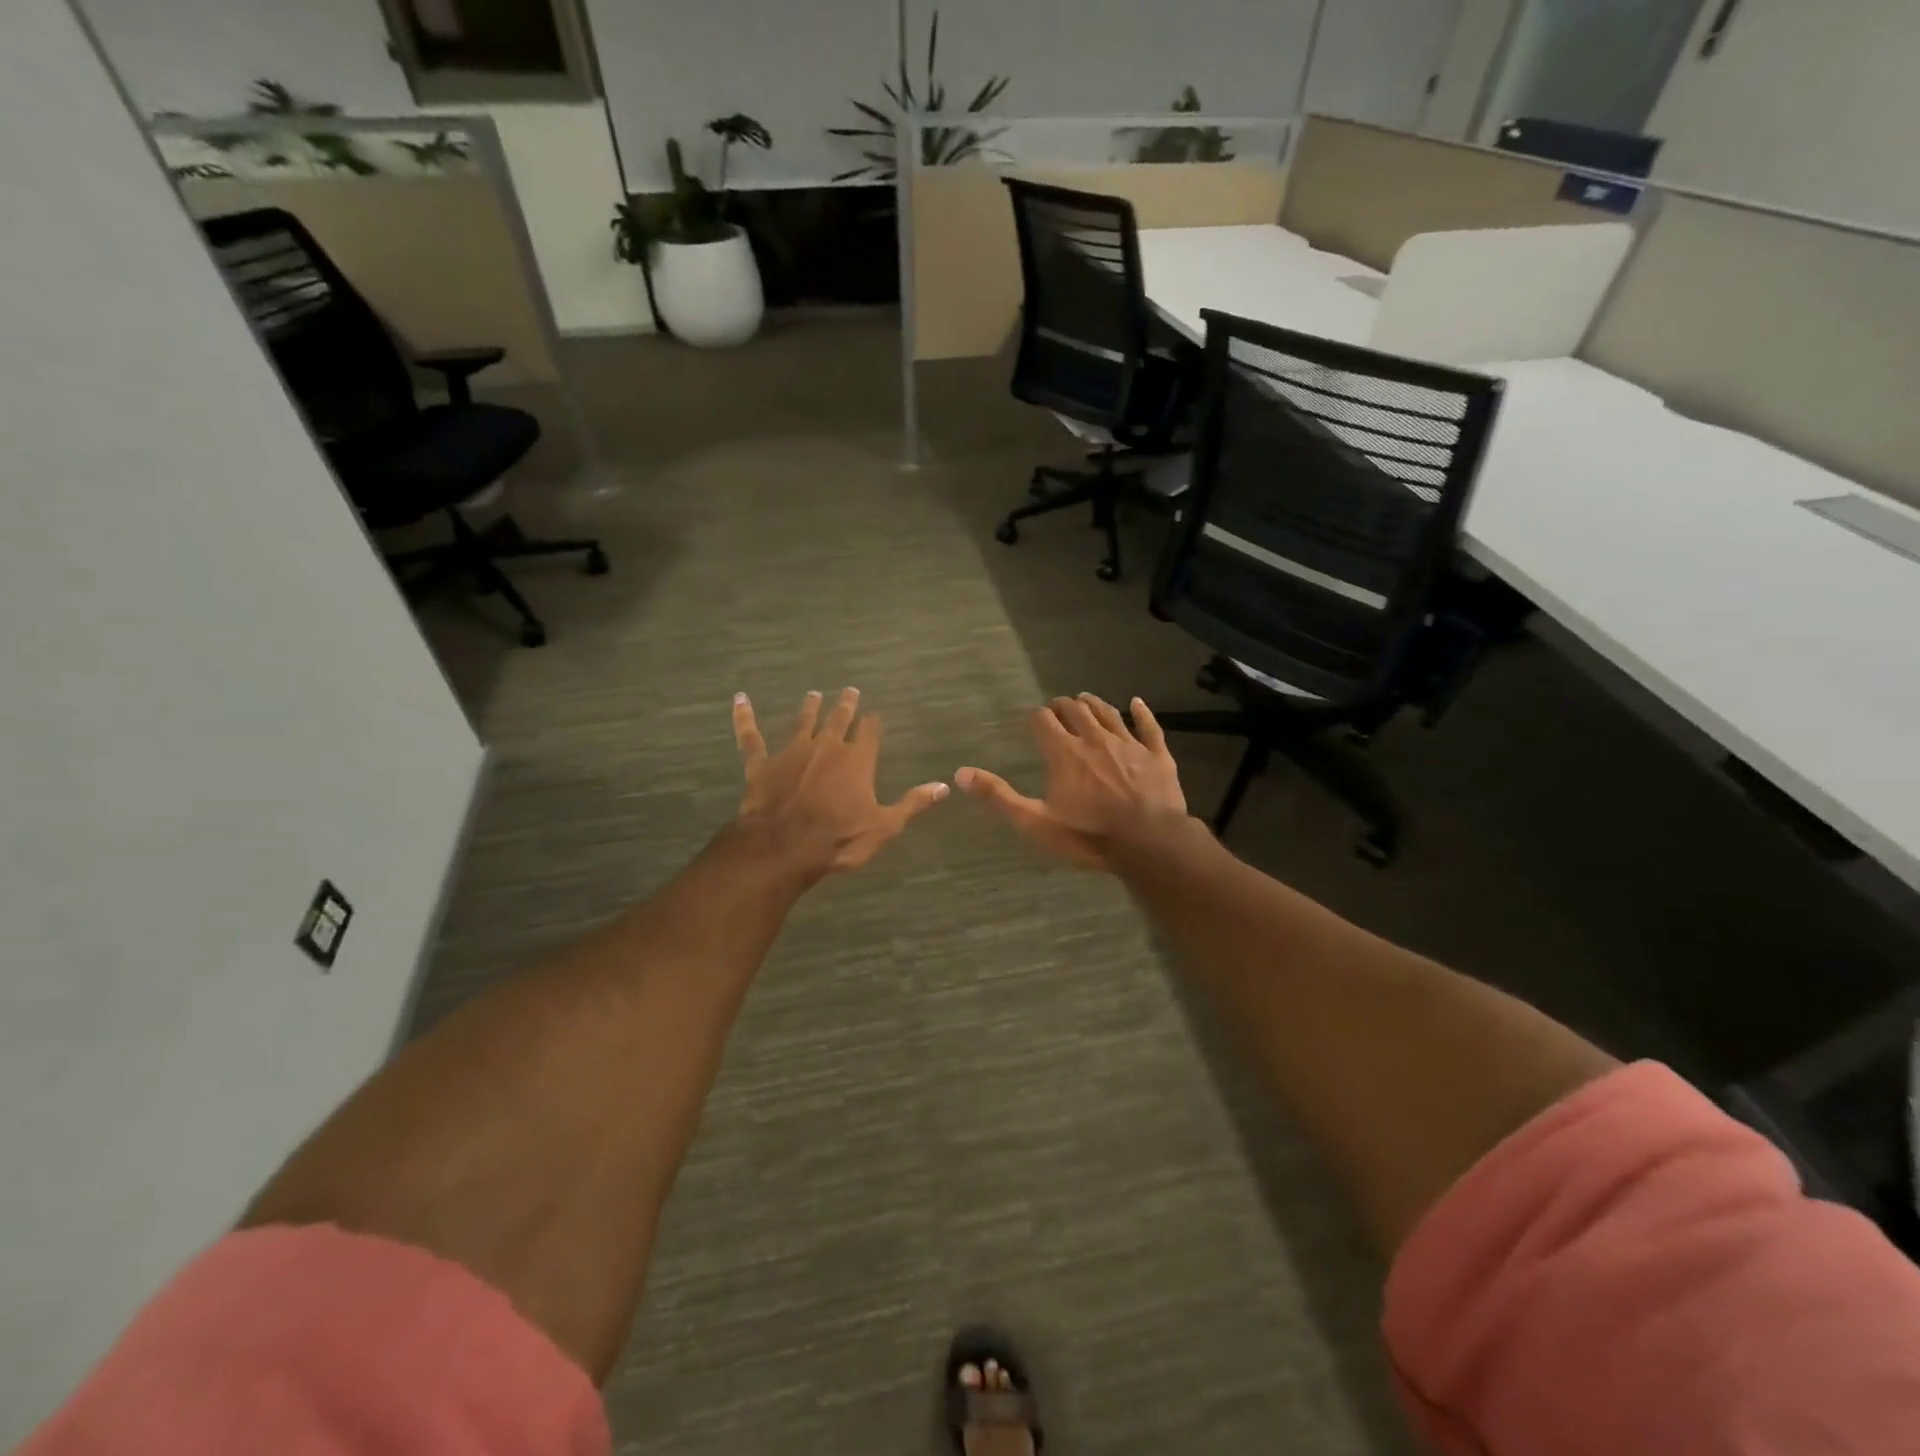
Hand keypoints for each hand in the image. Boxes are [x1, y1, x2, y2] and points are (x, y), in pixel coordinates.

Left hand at [732, 688, 949, 877]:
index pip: (870, 732)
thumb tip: (944, 786)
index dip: (873, 723)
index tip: (874, 715)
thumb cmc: (839, 838)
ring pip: (802, 722)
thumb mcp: (885, 826)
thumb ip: (913, 803)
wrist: (784, 847)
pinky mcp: (761, 763)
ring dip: (809, 708)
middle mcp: (826, 747)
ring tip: (813, 694)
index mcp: (857, 759)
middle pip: (839, 719)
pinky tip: (739, 700)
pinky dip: (744, 717)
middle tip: (849, 690)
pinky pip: (751, 736)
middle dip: (846, 705)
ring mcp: (791, 752)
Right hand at [956, 694, 1190, 870]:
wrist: (1149, 843)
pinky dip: (1141, 712)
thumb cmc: (1088, 835)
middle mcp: (1094, 739)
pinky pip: (1149, 726)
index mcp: (1064, 752)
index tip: (1031, 719)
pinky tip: (1137, 703)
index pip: (1043, 720)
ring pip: (1108, 713)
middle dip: (1063, 706)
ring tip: (1084, 699)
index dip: (1035, 716)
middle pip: (1076, 710)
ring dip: (1093, 704)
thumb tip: (961, 774)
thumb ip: (999, 797)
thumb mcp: (1036, 822)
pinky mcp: (1157, 755)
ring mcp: (1129, 744)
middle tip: (1056, 708)